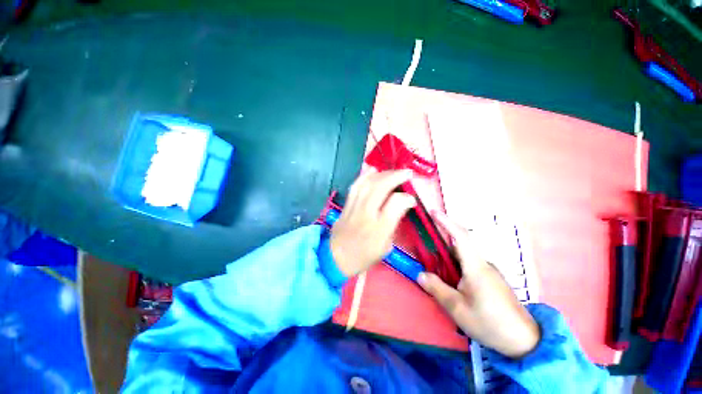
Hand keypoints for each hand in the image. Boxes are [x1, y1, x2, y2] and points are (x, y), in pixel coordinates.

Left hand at [330, 169, 416, 276]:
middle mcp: (366, 214)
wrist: (337, 258)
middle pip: (381, 187)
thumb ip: (394, 224)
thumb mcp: (386, 246)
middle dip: (396, 176)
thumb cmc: (364, 256)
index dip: (407, 198)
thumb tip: (401, 206)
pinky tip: (372, 170)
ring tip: (393, 171)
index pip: (396, 203)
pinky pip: (355, 186)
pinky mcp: (346, 204)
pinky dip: (364, 175)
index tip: (412, 199)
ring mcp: (354, 207)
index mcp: (380, 228)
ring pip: (368, 183)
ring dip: (382, 174)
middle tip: (407, 173)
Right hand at [417, 211, 539, 358]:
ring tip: (435, 266)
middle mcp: (483, 264)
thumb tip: (420, 274)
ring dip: (448, 257)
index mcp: (476, 267)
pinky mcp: (491, 280)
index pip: (460, 236)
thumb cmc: (490, 323)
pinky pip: (469, 266)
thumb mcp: (458, 309)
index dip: (446, 222)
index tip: (433, 212)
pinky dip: (456, 266)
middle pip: (460, 245)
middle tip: (426, 244)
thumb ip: (437, 288)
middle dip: (442, 240)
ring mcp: (489, 272)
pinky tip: (451, 279)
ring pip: (464, 257)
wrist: (524, 341)